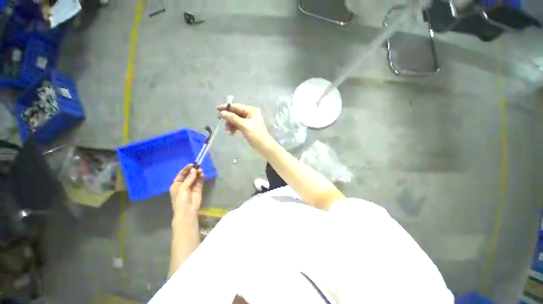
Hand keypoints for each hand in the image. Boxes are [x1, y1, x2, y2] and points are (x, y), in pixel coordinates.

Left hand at [169, 164, 203, 219]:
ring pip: (195, 178)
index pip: (181, 174)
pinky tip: (202, 174)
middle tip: (198, 166)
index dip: (186, 169)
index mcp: (176, 185)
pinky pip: (199, 181)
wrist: (187, 211)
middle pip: (189, 175)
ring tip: (201, 170)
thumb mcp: (182, 188)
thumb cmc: (181, 200)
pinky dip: (201, 177)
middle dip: (193, 171)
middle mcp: (184, 185)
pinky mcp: (198, 189)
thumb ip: (189, 179)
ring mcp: (191, 187)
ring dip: (197, 173)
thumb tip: (194, 169)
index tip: (192, 164)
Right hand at [217, 103, 273, 150]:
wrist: (264, 146)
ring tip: (227, 131)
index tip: (217, 110)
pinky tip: (231, 133)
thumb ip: (232, 118)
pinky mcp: (248, 127)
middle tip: (221, 122)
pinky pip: (239, 125)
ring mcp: (249, 121)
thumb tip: (222, 113)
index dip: (226, 108)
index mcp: (251, 110)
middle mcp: (250, 114)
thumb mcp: (243, 125)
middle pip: (236, 113)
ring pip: (236, 120)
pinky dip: (234, 128)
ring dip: (231, 124)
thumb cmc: (255, 134)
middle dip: (229, 118)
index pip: (236, 106)